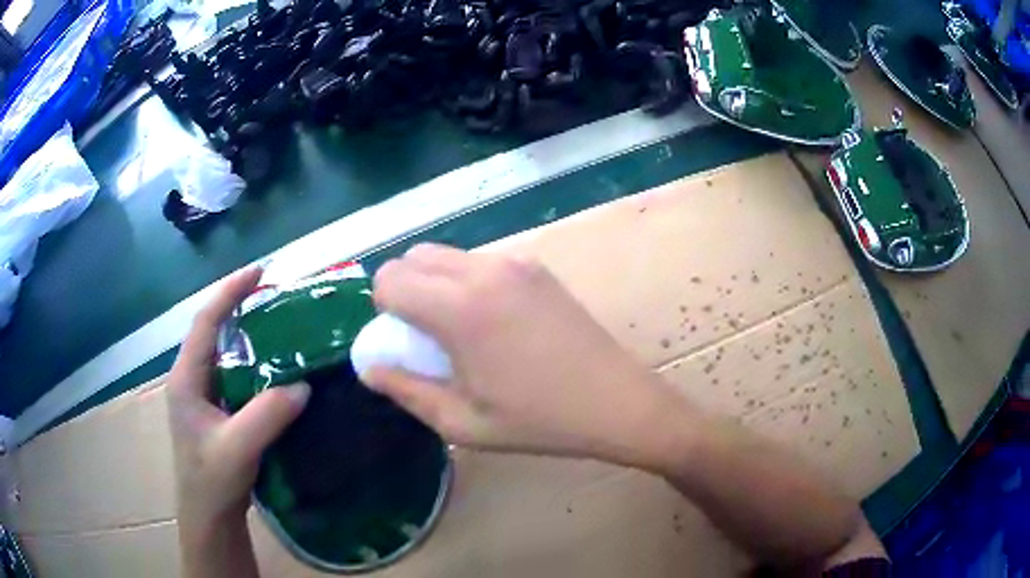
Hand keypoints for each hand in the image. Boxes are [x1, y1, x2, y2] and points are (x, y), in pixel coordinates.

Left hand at [167, 266, 310, 529]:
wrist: (209, 516)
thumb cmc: (211, 482)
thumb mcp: (236, 449)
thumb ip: (266, 416)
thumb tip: (304, 385)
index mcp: (186, 378)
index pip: (206, 321)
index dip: (230, 292)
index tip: (260, 271)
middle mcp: (191, 378)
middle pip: (214, 330)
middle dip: (241, 306)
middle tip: (277, 295)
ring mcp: (204, 395)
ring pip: (226, 352)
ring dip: (250, 334)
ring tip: (282, 324)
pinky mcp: (217, 410)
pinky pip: (237, 374)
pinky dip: (256, 362)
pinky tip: (278, 368)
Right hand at [365, 244, 686, 466]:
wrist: (617, 401)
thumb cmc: (539, 421)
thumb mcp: (463, 422)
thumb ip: (407, 390)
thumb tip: (370, 367)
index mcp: (459, 308)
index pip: (389, 279)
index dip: (385, 310)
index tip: (405, 341)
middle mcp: (483, 270)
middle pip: (413, 257)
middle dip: (403, 290)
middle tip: (426, 335)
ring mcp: (515, 262)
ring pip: (446, 254)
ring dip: (434, 283)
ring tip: (461, 330)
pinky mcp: (537, 266)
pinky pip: (480, 261)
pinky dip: (466, 281)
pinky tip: (495, 321)